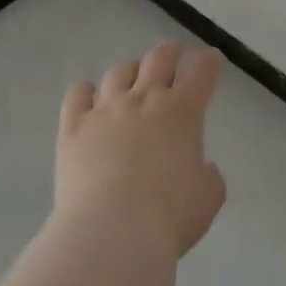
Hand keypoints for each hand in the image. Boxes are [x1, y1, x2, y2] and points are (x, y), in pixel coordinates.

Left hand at [56, 42, 226, 258]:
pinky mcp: (74, 126)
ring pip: (119, 72)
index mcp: (183, 111)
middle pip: (159, 58)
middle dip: (170, 52)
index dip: (209, 62)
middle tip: (174, 54)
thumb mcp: (208, 199)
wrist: (111, 233)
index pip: (201, 73)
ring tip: (131, 79)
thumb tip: (201, 169)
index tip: (212, 58)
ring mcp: (106, 109)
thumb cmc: (169, 218)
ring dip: (130, 71)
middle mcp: (145, 99)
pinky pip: (78, 94)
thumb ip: (209, 176)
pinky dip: (86, 92)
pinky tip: (88, 98)